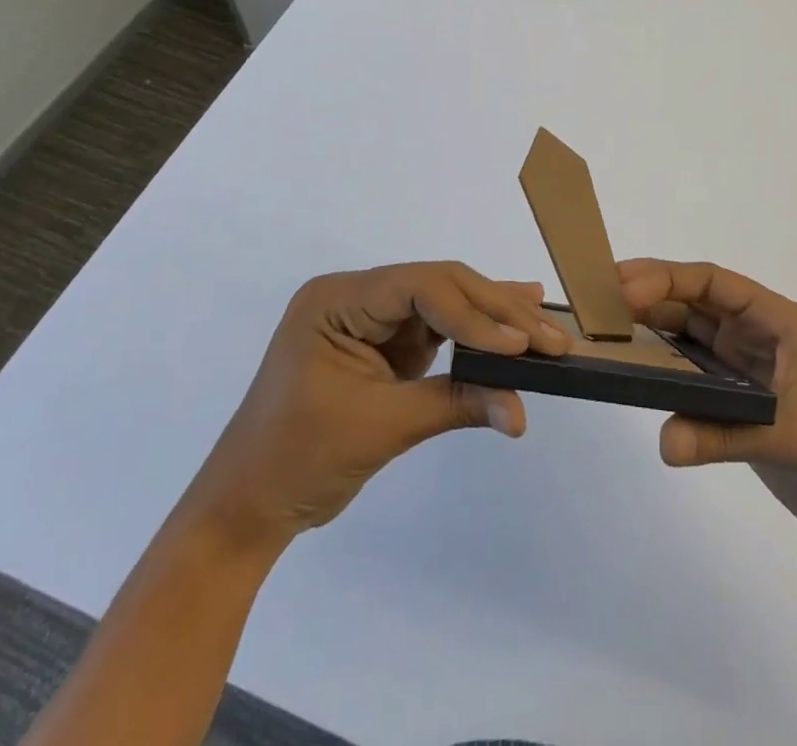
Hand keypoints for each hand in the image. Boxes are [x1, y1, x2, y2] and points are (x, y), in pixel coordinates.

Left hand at [179, 262, 569, 548]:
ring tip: (545, 325)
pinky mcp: (385, 342)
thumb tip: (522, 412)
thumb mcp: (381, 427)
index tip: (518, 346)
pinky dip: (474, 333)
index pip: (419, 289)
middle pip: (439, 288)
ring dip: (494, 318)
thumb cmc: (298, 462)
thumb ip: (456, 404)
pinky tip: (515, 321)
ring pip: (445, 303)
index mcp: (338, 300)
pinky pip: (438, 329)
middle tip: (549, 335)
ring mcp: (371, 317)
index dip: (474, 314)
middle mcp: (356, 295)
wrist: (247, 508)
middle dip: (496, 313)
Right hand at [619, 259, 796, 558]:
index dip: (669, 279)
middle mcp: (760, 337)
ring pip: (693, 340)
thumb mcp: (794, 434)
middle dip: (652, 298)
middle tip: (600, 302)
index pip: (715, 283)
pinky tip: (638, 378)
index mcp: (780, 321)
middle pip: (697, 305)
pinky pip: (696, 381)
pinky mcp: (743, 407)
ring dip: (655, 334)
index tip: (625, 289)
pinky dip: (668, 378)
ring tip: (609, 333)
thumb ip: (725, 435)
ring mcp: (750, 372)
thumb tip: (664, 443)